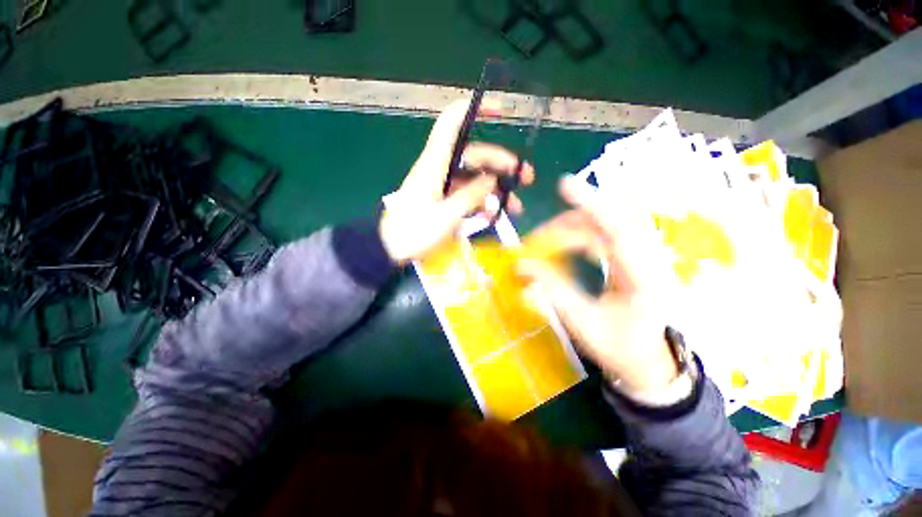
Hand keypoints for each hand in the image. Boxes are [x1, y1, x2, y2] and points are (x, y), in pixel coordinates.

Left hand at [379, 98, 533, 263]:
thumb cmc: (413, 232)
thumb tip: (493, 180)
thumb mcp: (446, 216)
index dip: (475, 110)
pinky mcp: (443, 200)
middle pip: (474, 155)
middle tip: (526, 178)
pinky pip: (468, 195)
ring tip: (516, 206)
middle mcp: (440, 169)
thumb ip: (471, 196)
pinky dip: (482, 202)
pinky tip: (494, 215)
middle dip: (502, 164)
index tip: (501, 110)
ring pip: (474, 178)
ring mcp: (443, 186)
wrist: (388, 249)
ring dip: (496, 189)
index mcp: (435, 163)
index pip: (452, 123)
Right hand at [518, 176, 680, 393]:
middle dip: (569, 222)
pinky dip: (580, 237)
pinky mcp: (634, 260)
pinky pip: (606, 237)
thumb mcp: (582, 323)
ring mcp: (644, 258)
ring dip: (573, 229)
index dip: (591, 202)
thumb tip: (521, 265)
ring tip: (546, 242)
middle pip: (609, 220)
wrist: (648, 364)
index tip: (564, 184)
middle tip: (537, 238)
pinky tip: (564, 247)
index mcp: (642, 277)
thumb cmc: (618, 348)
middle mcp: (648, 260)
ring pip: (607, 226)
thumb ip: (552, 290)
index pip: (618, 228)